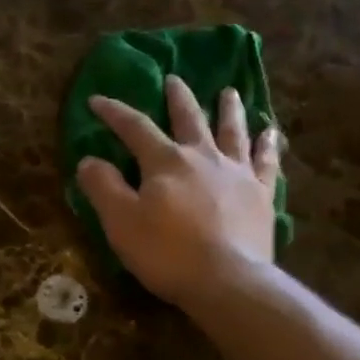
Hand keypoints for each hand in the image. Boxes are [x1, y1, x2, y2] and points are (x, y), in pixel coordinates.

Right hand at [76, 76, 280, 306]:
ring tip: (229, 92)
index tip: (97, 100)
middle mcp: (203, 157)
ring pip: (232, 131)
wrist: (227, 280)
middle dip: (178, 98)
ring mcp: (237, 173)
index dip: (114, 112)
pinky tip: (271, 132)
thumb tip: (88, 160)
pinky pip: (266, 162)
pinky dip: (267, 144)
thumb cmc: (167, 253)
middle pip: (189, 118)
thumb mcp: (121, 223)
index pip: (134, 128)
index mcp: (166, 161)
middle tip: (174, 79)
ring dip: (229, 110)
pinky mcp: (261, 195)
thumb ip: (104, 188)